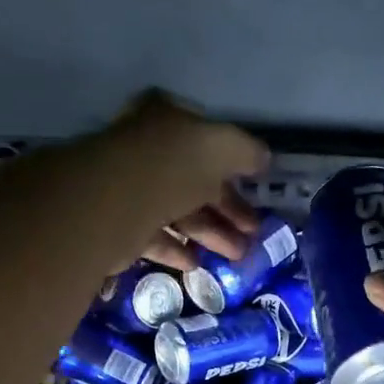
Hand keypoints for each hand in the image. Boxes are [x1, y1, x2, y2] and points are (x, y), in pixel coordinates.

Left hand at [92, 91, 268, 270]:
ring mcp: (130, 188)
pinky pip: (154, 236)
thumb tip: (264, 159)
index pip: (205, 137)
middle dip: (228, 207)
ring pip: (178, 211)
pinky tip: (196, 263)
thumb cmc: (174, 164)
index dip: (233, 162)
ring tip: (237, 255)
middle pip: (194, 179)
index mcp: (167, 119)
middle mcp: (146, 149)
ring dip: (210, 234)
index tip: (254, 186)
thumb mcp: (224, 147)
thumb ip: (246, 152)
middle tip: (254, 231)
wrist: (118, 201)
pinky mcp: (119, 224)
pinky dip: (176, 249)